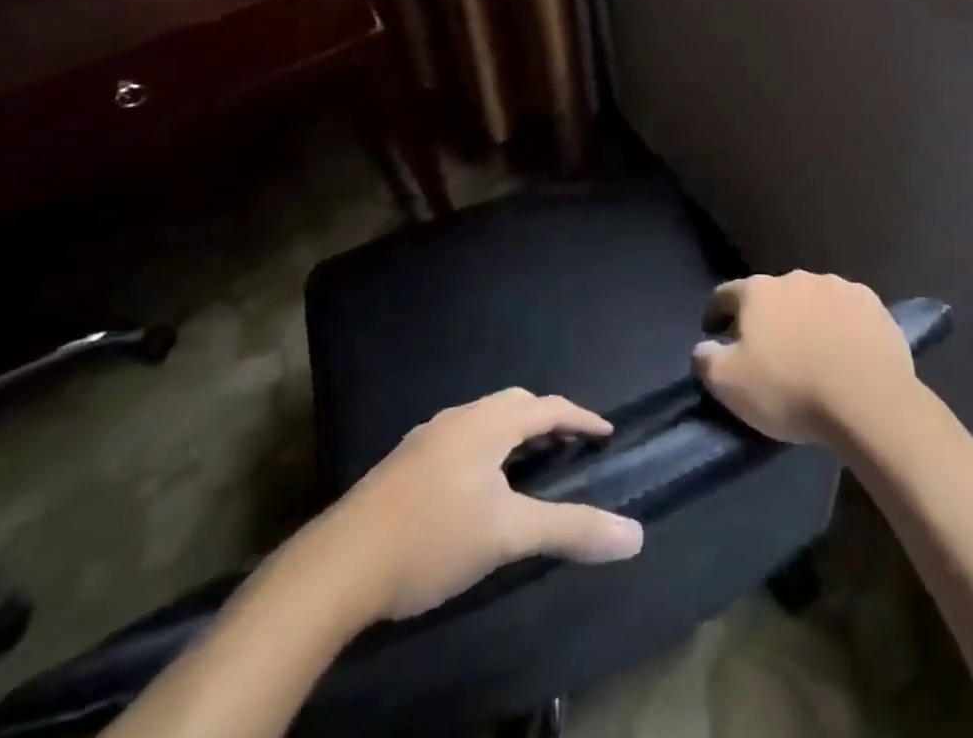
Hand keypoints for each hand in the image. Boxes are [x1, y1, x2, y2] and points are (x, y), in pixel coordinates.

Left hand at [325, 388, 643, 620]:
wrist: (338, 566)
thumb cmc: (432, 539)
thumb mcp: (508, 535)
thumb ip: (571, 529)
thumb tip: (634, 536)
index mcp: (487, 423)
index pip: (547, 407)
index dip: (581, 418)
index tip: (605, 433)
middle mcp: (458, 418)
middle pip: (514, 405)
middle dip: (546, 420)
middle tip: (569, 446)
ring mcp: (426, 438)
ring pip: (483, 421)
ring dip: (512, 434)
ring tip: (528, 465)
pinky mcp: (403, 464)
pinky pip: (459, 439)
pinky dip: (485, 449)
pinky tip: (477, 486)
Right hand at [693, 272, 917, 449]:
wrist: (868, 401)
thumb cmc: (790, 390)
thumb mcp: (729, 384)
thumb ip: (706, 359)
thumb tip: (704, 347)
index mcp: (758, 291)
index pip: (725, 294)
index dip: (715, 313)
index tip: (714, 333)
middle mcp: (796, 278)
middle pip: (771, 295)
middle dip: (766, 317)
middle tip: (768, 350)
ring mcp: (838, 287)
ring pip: (811, 299)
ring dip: (805, 318)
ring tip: (811, 351)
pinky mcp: (872, 303)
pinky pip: (846, 311)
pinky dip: (840, 325)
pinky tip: (846, 350)